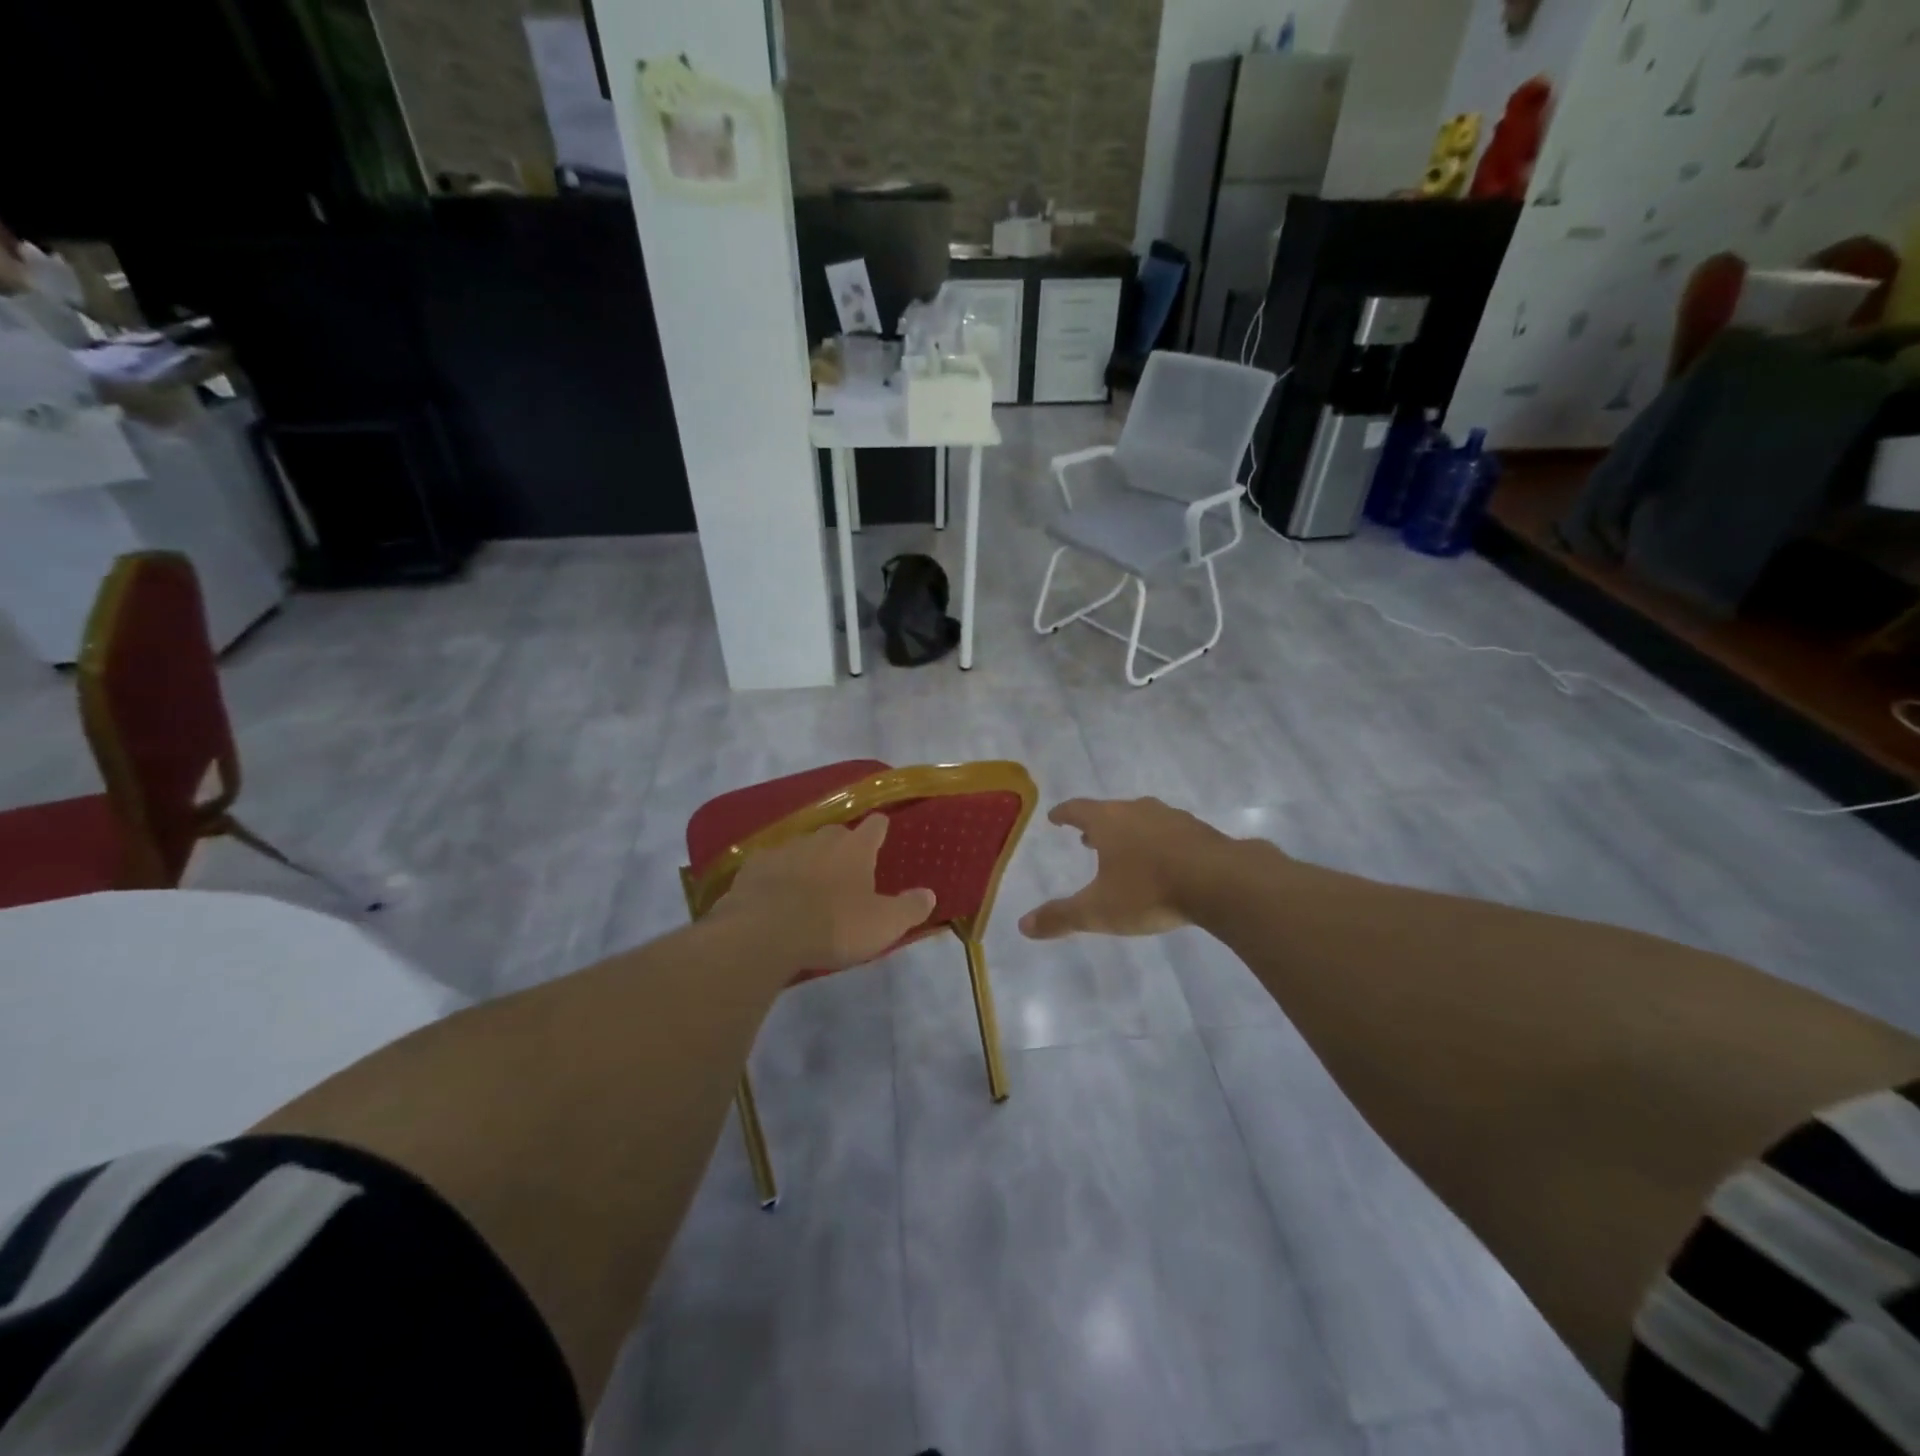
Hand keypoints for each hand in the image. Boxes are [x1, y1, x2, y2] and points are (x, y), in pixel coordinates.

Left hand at [710, 815, 935, 970]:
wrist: (764, 933)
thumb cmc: (834, 926)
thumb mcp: (884, 924)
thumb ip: (910, 908)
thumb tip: (930, 893)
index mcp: (855, 848)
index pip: (875, 826)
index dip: (880, 829)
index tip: (882, 832)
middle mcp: (821, 839)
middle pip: (837, 834)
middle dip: (842, 846)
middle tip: (847, 869)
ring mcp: (783, 850)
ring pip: (802, 847)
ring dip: (808, 861)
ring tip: (810, 884)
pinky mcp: (752, 867)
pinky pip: (770, 866)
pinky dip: (776, 876)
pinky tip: (774, 894)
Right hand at [1019, 797, 1230, 939]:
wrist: (1221, 882)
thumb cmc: (1149, 890)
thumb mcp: (1098, 910)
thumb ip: (1061, 917)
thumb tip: (1023, 926)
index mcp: (1108, 821)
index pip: (1078, 810)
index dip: (1064, 814)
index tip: (1055, 817)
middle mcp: (1137, 811)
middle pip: (1110, 811)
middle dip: (1096, 825)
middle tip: (1087, 838)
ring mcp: (1171, 818)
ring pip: (1142, 819)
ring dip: (1128, 831)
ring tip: (1124, 848)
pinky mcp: (1199, 831)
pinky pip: (1170, 831)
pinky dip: (1158, 841)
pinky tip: (1164, 859)